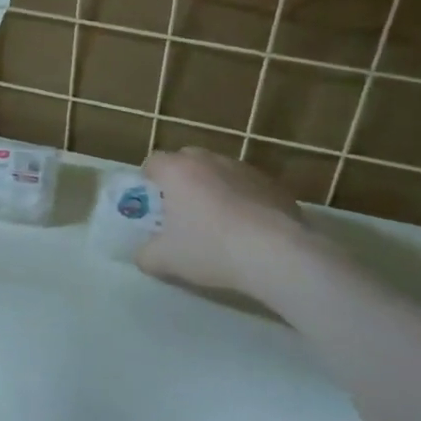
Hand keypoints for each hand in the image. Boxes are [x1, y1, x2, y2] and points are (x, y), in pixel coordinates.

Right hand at [136, 147, 312, 296]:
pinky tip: (250, 229)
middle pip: (187, 160)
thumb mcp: (165, 260)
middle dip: (182, 180)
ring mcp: (244, 169)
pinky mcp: (273, 184)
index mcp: (177, 171)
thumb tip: (144, 254)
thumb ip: (146, 254)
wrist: (276, 254)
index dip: (149, 180)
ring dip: (215, 188)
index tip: (154, 202)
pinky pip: (248, 186)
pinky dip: (244, 199)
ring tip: (221, 221)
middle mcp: (209, 160)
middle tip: (184, 210)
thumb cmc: (210, 248)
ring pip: (220, 172)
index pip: (153, 162)